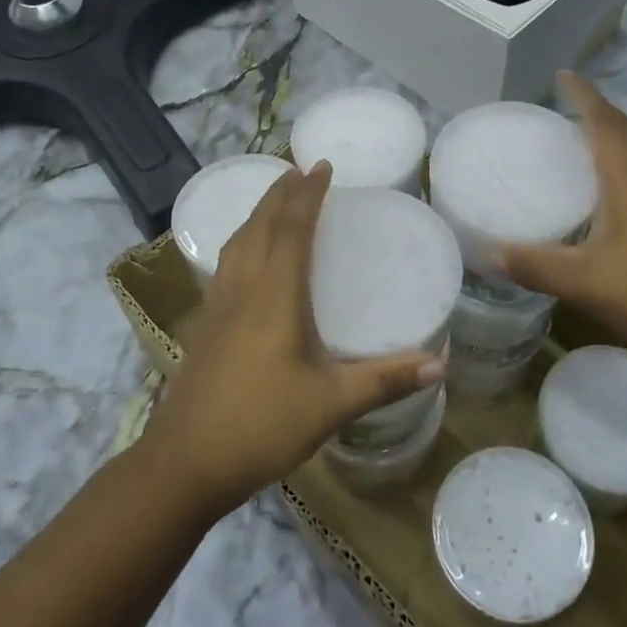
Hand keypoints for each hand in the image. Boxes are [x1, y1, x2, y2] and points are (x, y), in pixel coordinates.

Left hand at [144, 162, 445, 516]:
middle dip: (280, 192)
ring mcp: (217, 305)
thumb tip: (441, 363)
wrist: (185, 461)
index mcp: (274, 295)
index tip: (321, 165)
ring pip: (237, 241)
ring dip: (258, 213)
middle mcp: (242, 288)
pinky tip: (249, 257)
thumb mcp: (332, 404)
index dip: (307, 194)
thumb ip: (385, 380)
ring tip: (276, 200)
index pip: (291, 228)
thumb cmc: (262, 425)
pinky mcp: (205, 324)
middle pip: (259, 224)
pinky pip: (226, 263)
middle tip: (300, 170)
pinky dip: (243, 241)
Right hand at [499, 73, 626, 366]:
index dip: (583, 96)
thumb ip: (537, 267)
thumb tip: (486, 253)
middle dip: (597, 111)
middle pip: (626, 131)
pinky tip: (609, 193)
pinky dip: (623, 167)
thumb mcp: (589, 282)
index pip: (604, 122)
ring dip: (613, 137)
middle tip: (565, 108)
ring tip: (581, 141)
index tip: (562, 75)